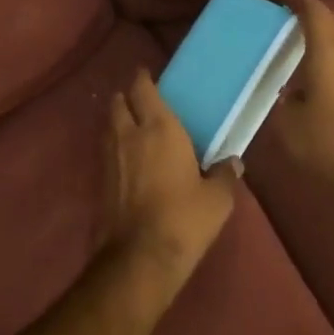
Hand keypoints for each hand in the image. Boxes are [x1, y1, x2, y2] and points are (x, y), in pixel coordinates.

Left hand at [105, 70, 237, 298]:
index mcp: (159, 128)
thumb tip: (233, 163)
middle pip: (118, 102)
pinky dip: (114, 147)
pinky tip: (128, 160)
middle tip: (141, 101)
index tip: (148, 75)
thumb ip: (225, 175)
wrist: (139, 258)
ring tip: (133, 127)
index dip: (143, 79)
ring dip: (118, 120)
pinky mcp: (100, 182)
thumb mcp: (217, 199)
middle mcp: (129, 135)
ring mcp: (110, 158)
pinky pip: (106, 152)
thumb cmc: (184, 219)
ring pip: (108, 126)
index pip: (143, 89)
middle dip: (126, 97)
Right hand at [270, 0, 333, 220]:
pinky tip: (322, 66)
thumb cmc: (328, 145)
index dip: (298, 0)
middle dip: (314, 12)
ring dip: (328, 30)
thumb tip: (282, 91)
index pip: (315, 12)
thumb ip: (280, 100)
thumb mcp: (287, 125)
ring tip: (305, 38)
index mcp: (328, 52)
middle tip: (289, 18)